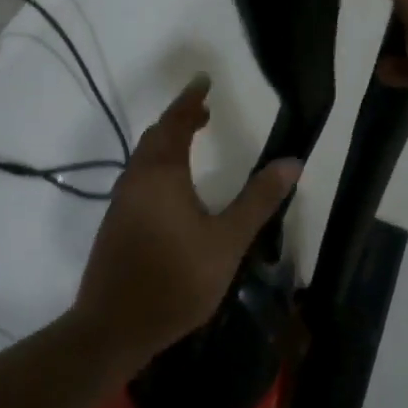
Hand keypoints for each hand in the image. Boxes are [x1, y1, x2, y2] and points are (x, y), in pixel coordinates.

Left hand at [71, 78, 300, 367]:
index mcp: (161, 174)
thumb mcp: (227, 241)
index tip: (204, 80)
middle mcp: (136, 179)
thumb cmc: (175, 280)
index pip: (175, 123)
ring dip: (167, 143)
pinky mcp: (116, 224)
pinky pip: (140, 178)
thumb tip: (292, 162)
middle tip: (205, 112)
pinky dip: (159, 166)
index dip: (191, 100)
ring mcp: (122, 203)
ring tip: (194, 142)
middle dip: (179, 119)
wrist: (115, 327)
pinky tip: (174, 188)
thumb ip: (258, 201)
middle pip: (155, 137)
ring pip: (144, 159)